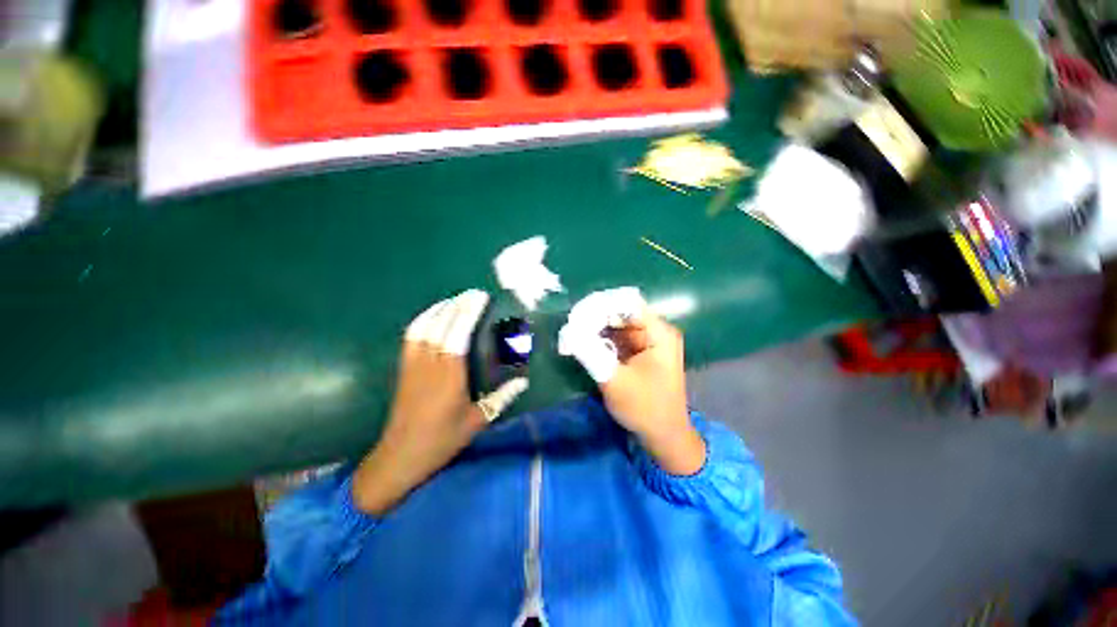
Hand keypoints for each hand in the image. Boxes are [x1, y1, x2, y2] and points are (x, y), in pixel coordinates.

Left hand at [352, 290, 526, 514]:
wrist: (400, 456)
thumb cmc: (441, 440)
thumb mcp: (477, 422)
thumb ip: (501, 399)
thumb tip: (523, 382)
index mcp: (449, 376)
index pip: (458, 334)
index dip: (468, 312)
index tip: (480, 297)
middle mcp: (429, 364)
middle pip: (442, 325)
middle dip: (458, 304)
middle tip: (475, 293)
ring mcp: (413, 364)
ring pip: (425, 326)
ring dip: (441, 308)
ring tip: (457, 299)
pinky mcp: (404, 367)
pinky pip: (411, 335)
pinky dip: (423, 319)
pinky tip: (433, 314)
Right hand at [559, 288, 704, 474]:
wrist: (664, 437)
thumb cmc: (645, 409)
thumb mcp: (614, 381)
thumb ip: (591, 352)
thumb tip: (568, 330)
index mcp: (658, 333)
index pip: (627, 302)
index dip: (601, 304)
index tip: (577, 316)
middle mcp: (655, 331)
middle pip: (620, 312)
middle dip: (595, 318)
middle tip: (571, 329)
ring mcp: (647, 341)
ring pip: (616, 324)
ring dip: (595, 329)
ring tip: (574, 337)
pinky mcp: (639, 352)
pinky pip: (617, 337)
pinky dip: (601, 340)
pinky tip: (585, 345)